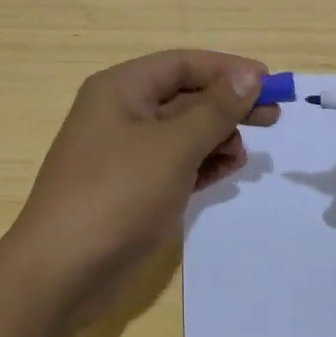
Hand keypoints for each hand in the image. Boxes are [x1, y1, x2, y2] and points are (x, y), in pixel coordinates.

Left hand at [3, 50, 275, 325]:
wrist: (62, 272)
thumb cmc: (117, 194)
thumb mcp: (173, 146)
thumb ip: (215, 109)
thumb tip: (249, 76)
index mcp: (121, 89)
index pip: (183, 64)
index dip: (228, 69)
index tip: (270, 83)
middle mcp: (121, 112)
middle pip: (185, 96)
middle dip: (228, 105)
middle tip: (273, 118)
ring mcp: (126, 152)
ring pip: (183, 131)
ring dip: (216, 137)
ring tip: (240, 155)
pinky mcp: (133, 187)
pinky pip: (176, 162)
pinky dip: (202, 163)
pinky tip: (225, 171)